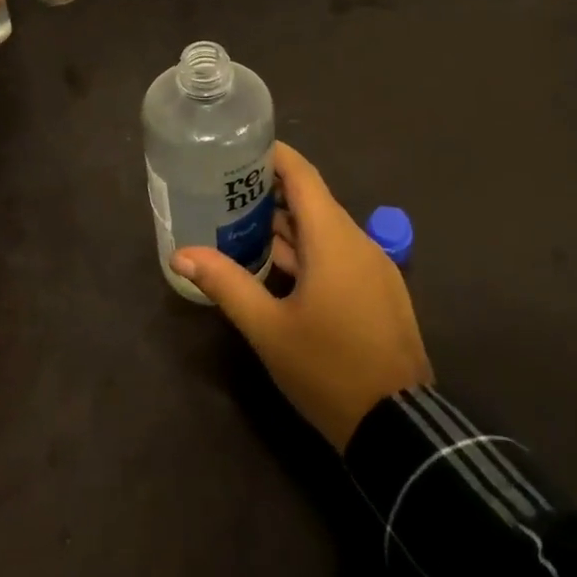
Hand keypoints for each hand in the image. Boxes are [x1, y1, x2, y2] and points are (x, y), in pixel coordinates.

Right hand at [171, 142, 432, 450]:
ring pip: (325, 230)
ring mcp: (373, 266)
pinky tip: (277, 267)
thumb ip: (226, 284)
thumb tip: (180, 254)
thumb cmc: (327, 368)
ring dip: (288, 225)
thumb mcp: (268, 328)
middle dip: (271, 193)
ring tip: (241, 225)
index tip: (239, 150)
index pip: (303, 175)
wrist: (396, 426)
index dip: (274, 156)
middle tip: (226, 192)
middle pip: (312, 200)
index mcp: (333, 238)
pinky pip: (339, 254)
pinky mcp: (378, 289)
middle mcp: (357, 241)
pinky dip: (307, 250)